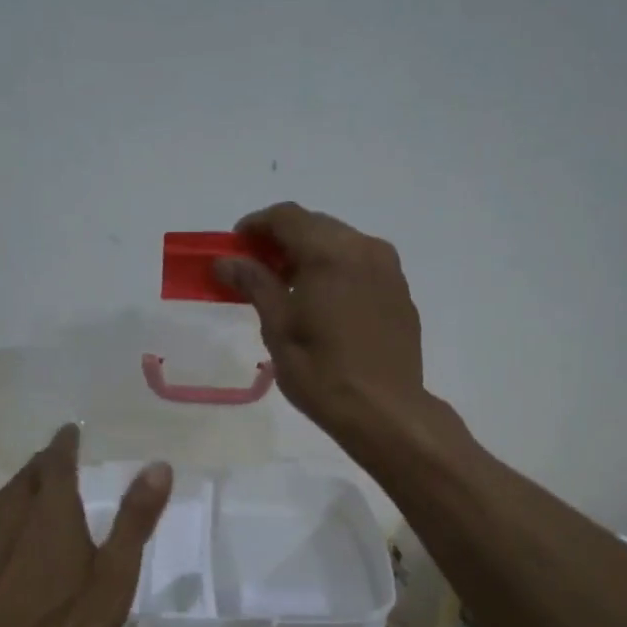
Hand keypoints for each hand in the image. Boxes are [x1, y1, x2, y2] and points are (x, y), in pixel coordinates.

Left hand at [0, 425, 172, 626]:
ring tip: (33, 488)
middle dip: (43, 463)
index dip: (64, 444)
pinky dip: (6, 519)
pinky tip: (11, 540)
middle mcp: (14, 517)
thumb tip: (158, 466)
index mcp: (52, 512)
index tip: (69, 430)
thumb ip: (135, 520)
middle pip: (27, 477)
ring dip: (22, 487)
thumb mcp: (113, 575)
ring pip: (4, 501)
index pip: (56, 462)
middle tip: (56, 458)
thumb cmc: (61, 622)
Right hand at [215, 202, 426, 444]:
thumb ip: (254, 283)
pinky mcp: (400, 291)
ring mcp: (388, 269)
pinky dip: (337, 269)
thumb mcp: (278, 327)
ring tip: (288, 286)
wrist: (384, 410)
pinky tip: (323, 300)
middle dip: (283, 239)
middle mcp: (364, 248)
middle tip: (257, 267)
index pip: (287, 217)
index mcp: (330, 252)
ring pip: (342, 242)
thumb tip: (226, 261)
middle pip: (316, 225)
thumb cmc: (321, 371)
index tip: (236, 245)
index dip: (256, 225)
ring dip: (311, 253)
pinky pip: (362, 264)